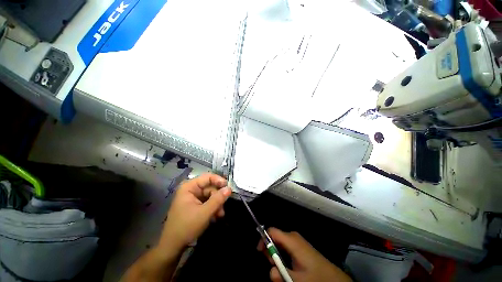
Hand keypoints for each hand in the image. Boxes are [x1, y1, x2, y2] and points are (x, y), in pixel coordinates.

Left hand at [159, 173, 231, 252]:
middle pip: (210, 187)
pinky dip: (213, 208)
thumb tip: (229, 188)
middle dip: (218, 197)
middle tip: (223, 207)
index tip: (228, 188)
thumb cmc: (186, 227)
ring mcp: (193, 198)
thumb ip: (218, 199)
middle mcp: (191, 190)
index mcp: (189, 187)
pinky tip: (216, 216)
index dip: (219, 180)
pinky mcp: (195, 205)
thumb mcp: (204, 213)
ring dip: (217, 204)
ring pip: (210, 195)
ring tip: (220, 215)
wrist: (173, 247)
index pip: (207, 177)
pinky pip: (207, 202)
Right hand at [257, 228, 351, 281]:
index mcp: (291, 240)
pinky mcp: (299, 245)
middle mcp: (293, 236)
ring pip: (279, 243)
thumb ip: (281, 275)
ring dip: (277, 255)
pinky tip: (289, 266)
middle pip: (274, 237)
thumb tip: (270, 271)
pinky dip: (283, 255)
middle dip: (270, 251)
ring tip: (283, 269)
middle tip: (275, 266)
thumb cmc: (316, 276)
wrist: (333, 278)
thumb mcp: (297, 279)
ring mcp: (297, 240)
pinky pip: (285, 246)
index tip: (260, 252)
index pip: (271, 231)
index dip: (263, 239)